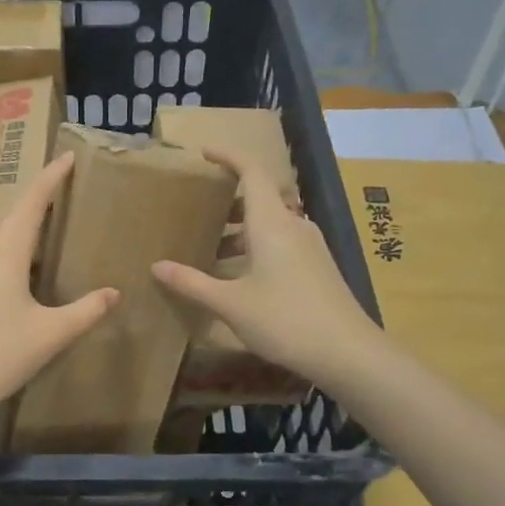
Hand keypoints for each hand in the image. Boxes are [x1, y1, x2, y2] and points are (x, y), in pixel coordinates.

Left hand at [0, 150, 117, 424]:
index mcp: (2, 251)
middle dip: (31, 201)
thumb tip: (114, 293)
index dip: (51, 178)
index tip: (67, 158)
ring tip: (29, 233)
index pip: (31, 201)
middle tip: (54, 197)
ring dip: (8, 226)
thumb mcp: (48, 337)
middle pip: (5, 213)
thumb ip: (85, 312)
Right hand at [151, 148, 381, 393]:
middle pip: (260, 197)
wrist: (347, 352)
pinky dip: (256, 247)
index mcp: (271, 223)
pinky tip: (240, 275)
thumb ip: (192, 283)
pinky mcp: (317, 267)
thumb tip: (157, 266)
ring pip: (271, 224)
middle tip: (197, 210)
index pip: (251, 171)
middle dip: (228, 200)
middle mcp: (293, 226)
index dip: (228, 156)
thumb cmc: (285, 320)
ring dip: (241, 229)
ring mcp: (310, 247)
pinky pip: (282, 243)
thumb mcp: (230, 304)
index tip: (204, 153)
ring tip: (211, 248)